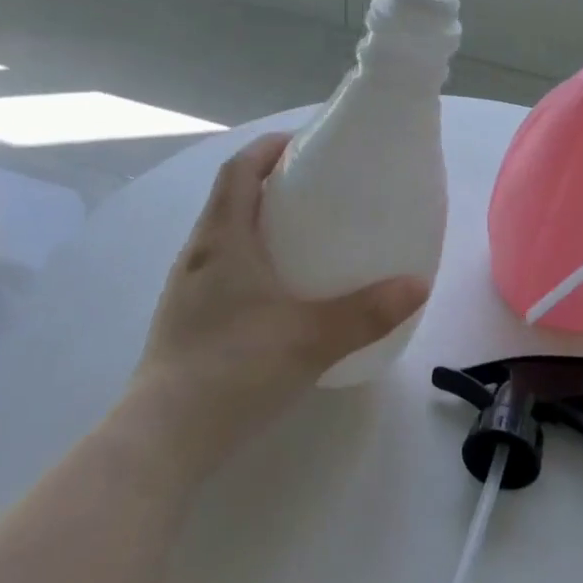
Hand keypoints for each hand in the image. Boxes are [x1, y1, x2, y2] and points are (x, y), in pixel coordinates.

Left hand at [125, 132, 429, 481]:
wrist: (164, 439)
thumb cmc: (235, 369)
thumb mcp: (312, 338)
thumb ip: (369, 311)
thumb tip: (418, 285)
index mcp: (223, 240)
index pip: (239, 171)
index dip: (268, 148)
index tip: (305, 144)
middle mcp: (198, 255)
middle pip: (230, 199)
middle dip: (269, 184)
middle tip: (316, 192)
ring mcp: (185, 290)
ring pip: (223, 237)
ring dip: (257, 223)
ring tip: (302, 238)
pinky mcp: (184, 321)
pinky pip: (219, 270)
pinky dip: (248, 261)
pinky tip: (277, 294)